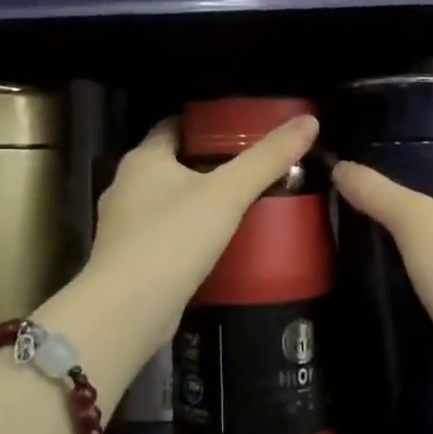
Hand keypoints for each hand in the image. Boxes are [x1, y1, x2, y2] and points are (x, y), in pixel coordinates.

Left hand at [43, 114, 319, 376]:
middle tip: (252, 167)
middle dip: (208, 163)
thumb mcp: (228, 193)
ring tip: (240, 204)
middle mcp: (126, 186)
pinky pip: (165, 234)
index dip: (207, 124)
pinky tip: (217, 243)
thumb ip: (268, 158)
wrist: (126, 312)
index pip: (174, 126)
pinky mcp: (129, 260)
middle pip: (172, 162)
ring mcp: (123, 226)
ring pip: (167, 200)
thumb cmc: (173, 239)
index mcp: (143, 159)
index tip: (242, 128)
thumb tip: (309, 121)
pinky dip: (188, 232)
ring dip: (198, 200)